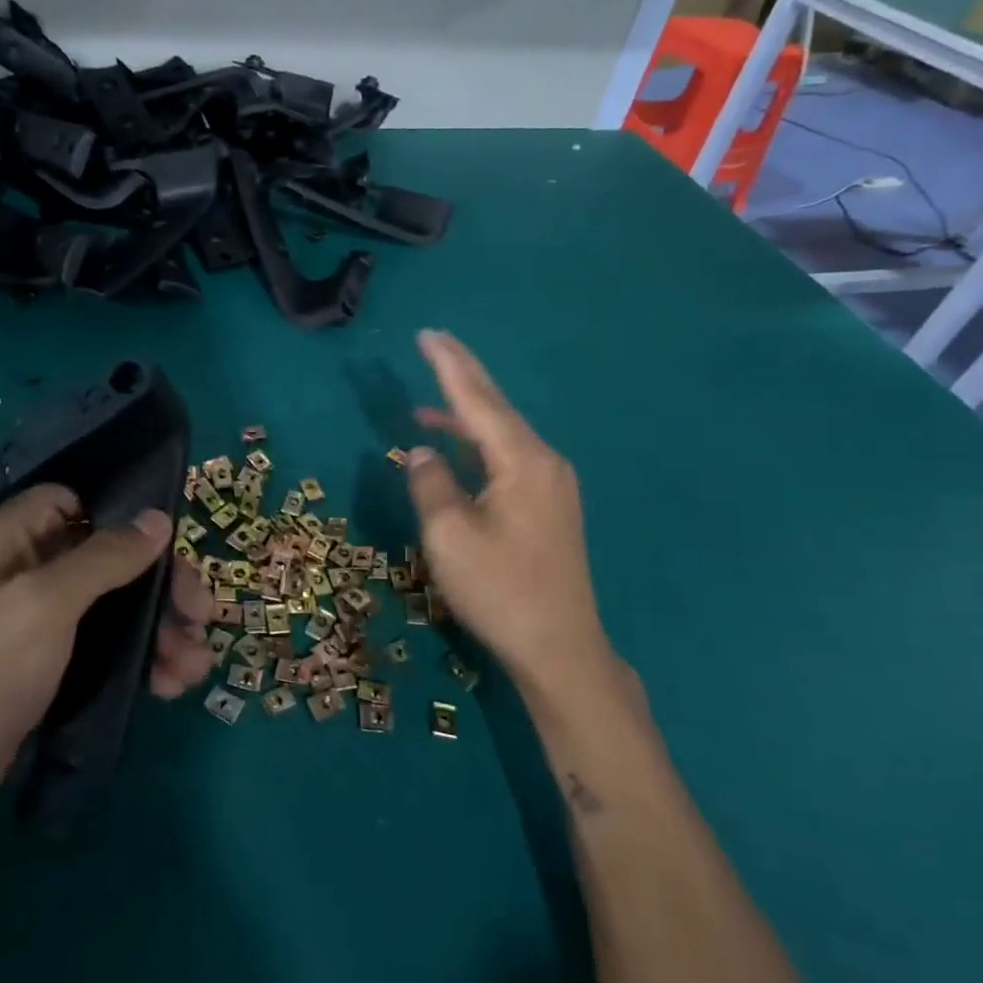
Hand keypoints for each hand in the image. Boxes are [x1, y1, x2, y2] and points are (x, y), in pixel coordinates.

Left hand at [0, 485, 217, 807]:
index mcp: (19, 536)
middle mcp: (36, 564)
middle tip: (201, 613)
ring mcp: (51, 612)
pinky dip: (147, 655)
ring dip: (164, 628)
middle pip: (116, 554)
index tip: (167, 541)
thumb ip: (106, 557)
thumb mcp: (48, 602)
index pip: (79, 499)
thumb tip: (160, 519)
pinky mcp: (64, 653)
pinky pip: (117, 639)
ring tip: (196, 664)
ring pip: (124, 600)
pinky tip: (173, 682)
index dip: (124, 514)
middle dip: (164, 585)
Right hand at [405, 330, 614, 686]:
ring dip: (466, 412)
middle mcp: (543, 461)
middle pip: (496, 407)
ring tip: (428, 399)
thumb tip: (422, 451)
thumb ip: (430, 482)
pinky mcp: (549, 505)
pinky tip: (455, 448)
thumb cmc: (500, 590)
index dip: (448, 366)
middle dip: (463, 374)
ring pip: (502, 433)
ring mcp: (551, 484)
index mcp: (522, 461)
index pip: (477, 400)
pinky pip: (508, 456)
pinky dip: (477, 444)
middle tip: (435, 342)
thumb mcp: (449, 536)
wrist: (560, 648)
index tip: (428, 334)